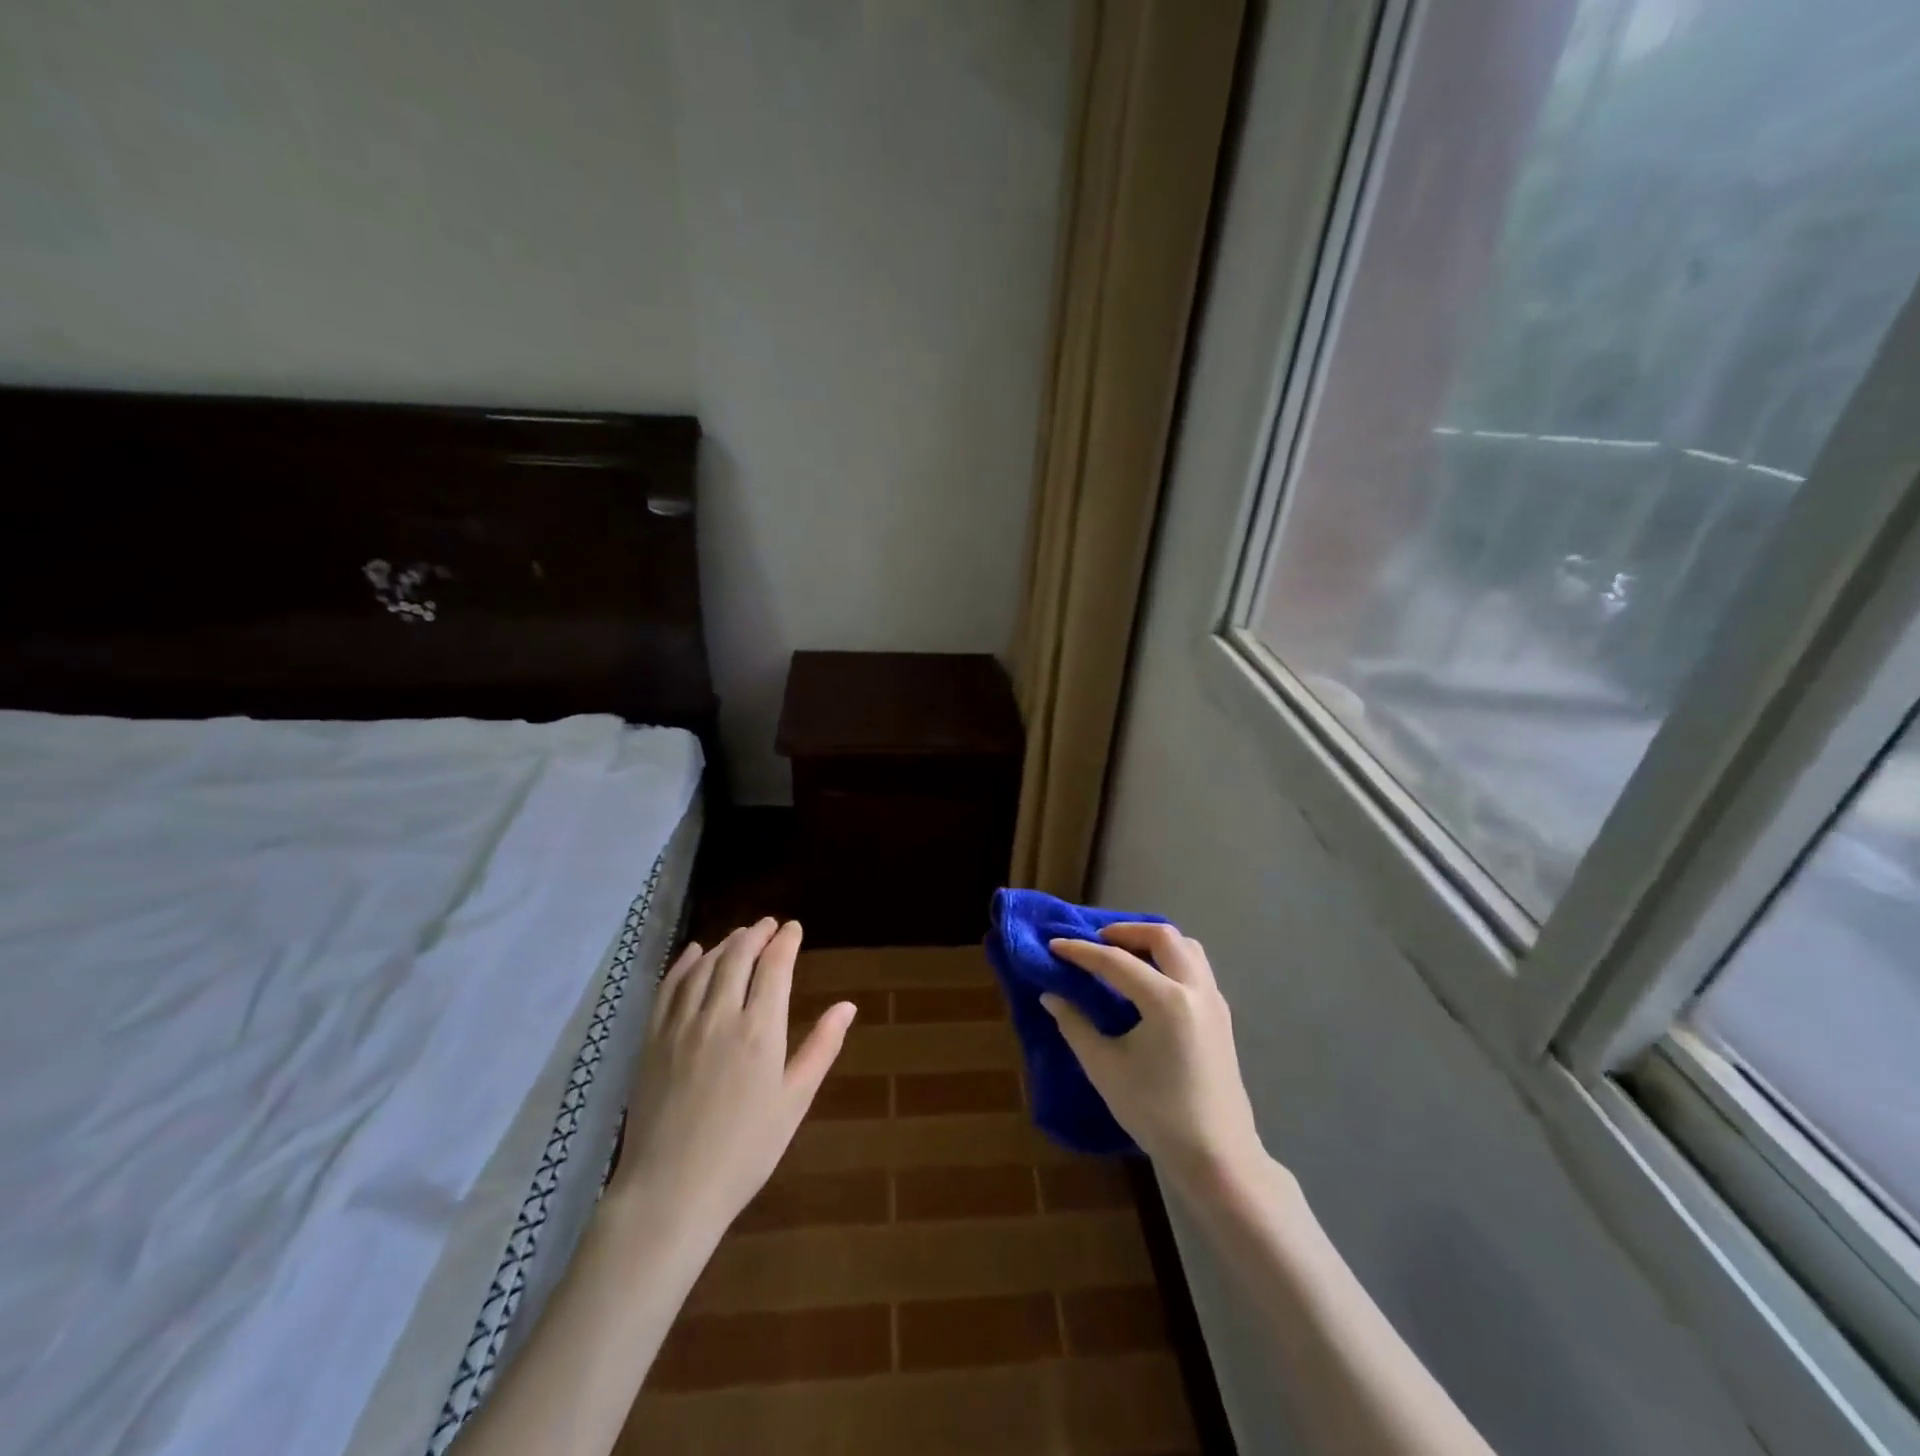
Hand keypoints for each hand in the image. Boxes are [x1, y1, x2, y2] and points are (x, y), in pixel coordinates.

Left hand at [610, 919, 855, 1236]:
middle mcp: (720, 1015)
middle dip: (757, 933)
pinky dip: (685, 963)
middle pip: (738, 956)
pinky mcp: (653, 1039)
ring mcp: (681, 1025)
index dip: (786, 941)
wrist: (671, 1191)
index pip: (774, 966)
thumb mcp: (794, 1101)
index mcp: (760, 1030)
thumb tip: (847, 1006)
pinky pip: (669, 987)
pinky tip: (695, 953)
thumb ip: (821, 1048)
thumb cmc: (745, 1151)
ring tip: (740, 935)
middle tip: (769, 925)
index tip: (794, 928)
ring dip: (725, 943)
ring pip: (705, 966)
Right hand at [1044, 924, 1265, 1195]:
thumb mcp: (1105, 1068)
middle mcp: (1195, 989)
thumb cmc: (1156, 1113)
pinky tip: (1150, 982)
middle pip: (1162, 936)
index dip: (1080, 951)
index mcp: (1166, 1000)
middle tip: (1095, 942)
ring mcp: (1214, 1001)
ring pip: (1186, 947)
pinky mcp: (1221, 1016)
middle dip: (1124, 931)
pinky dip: (1170, 959)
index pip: (1115, 961)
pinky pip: (1196, 967)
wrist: (1217, 1158)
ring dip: (1153, 941)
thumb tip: (1051, 996)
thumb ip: (1075, 1025)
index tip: (1054, 945)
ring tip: (1124, 955)